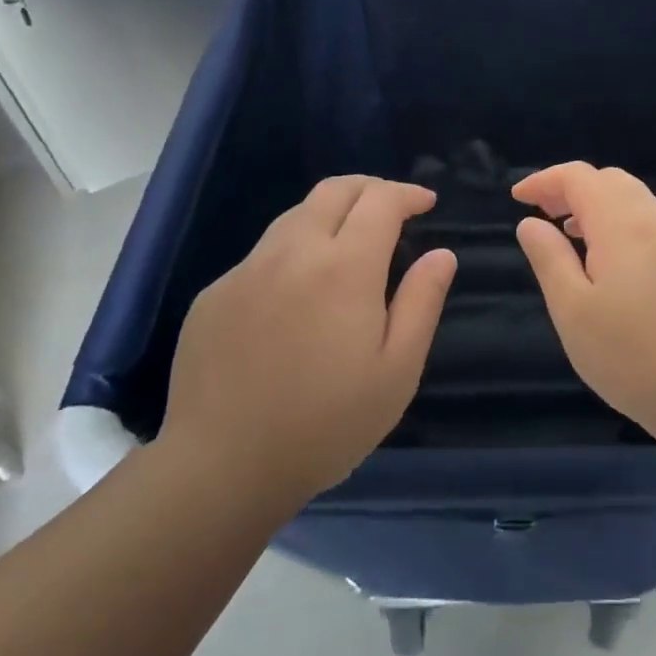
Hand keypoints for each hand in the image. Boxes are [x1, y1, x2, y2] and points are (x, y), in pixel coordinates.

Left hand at [160, 176, 456, 508]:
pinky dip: (294, 253)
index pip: (380, 201)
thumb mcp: (397, 370)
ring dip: (330, 215)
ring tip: (350, 244)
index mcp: (344, 267)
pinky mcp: (214, 295)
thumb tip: (442, 254)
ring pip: (294, 216)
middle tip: (393, 208)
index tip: (426, 203)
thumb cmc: (327, 424)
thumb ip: (422, 301)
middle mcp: (292, 252)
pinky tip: (299, 294)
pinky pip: (263, 255)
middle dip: (370, 188)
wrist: (222, 467)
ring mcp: (246, 271)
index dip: (407, 194)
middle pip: (333, 190)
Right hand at [512, 162, 655, 432]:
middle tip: (543, 214)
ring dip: (599, 205)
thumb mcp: (573, 311)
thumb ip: (549, 259)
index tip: (518, 198)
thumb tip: (531, 223)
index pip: (580, 177)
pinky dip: (624, 224)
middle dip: (572, 188)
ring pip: (637, 200)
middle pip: (611, 181)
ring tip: (571, 234)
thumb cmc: (631, 358)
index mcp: (624, 225)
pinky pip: (654, 224)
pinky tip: (613, 262)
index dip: (545, 180)